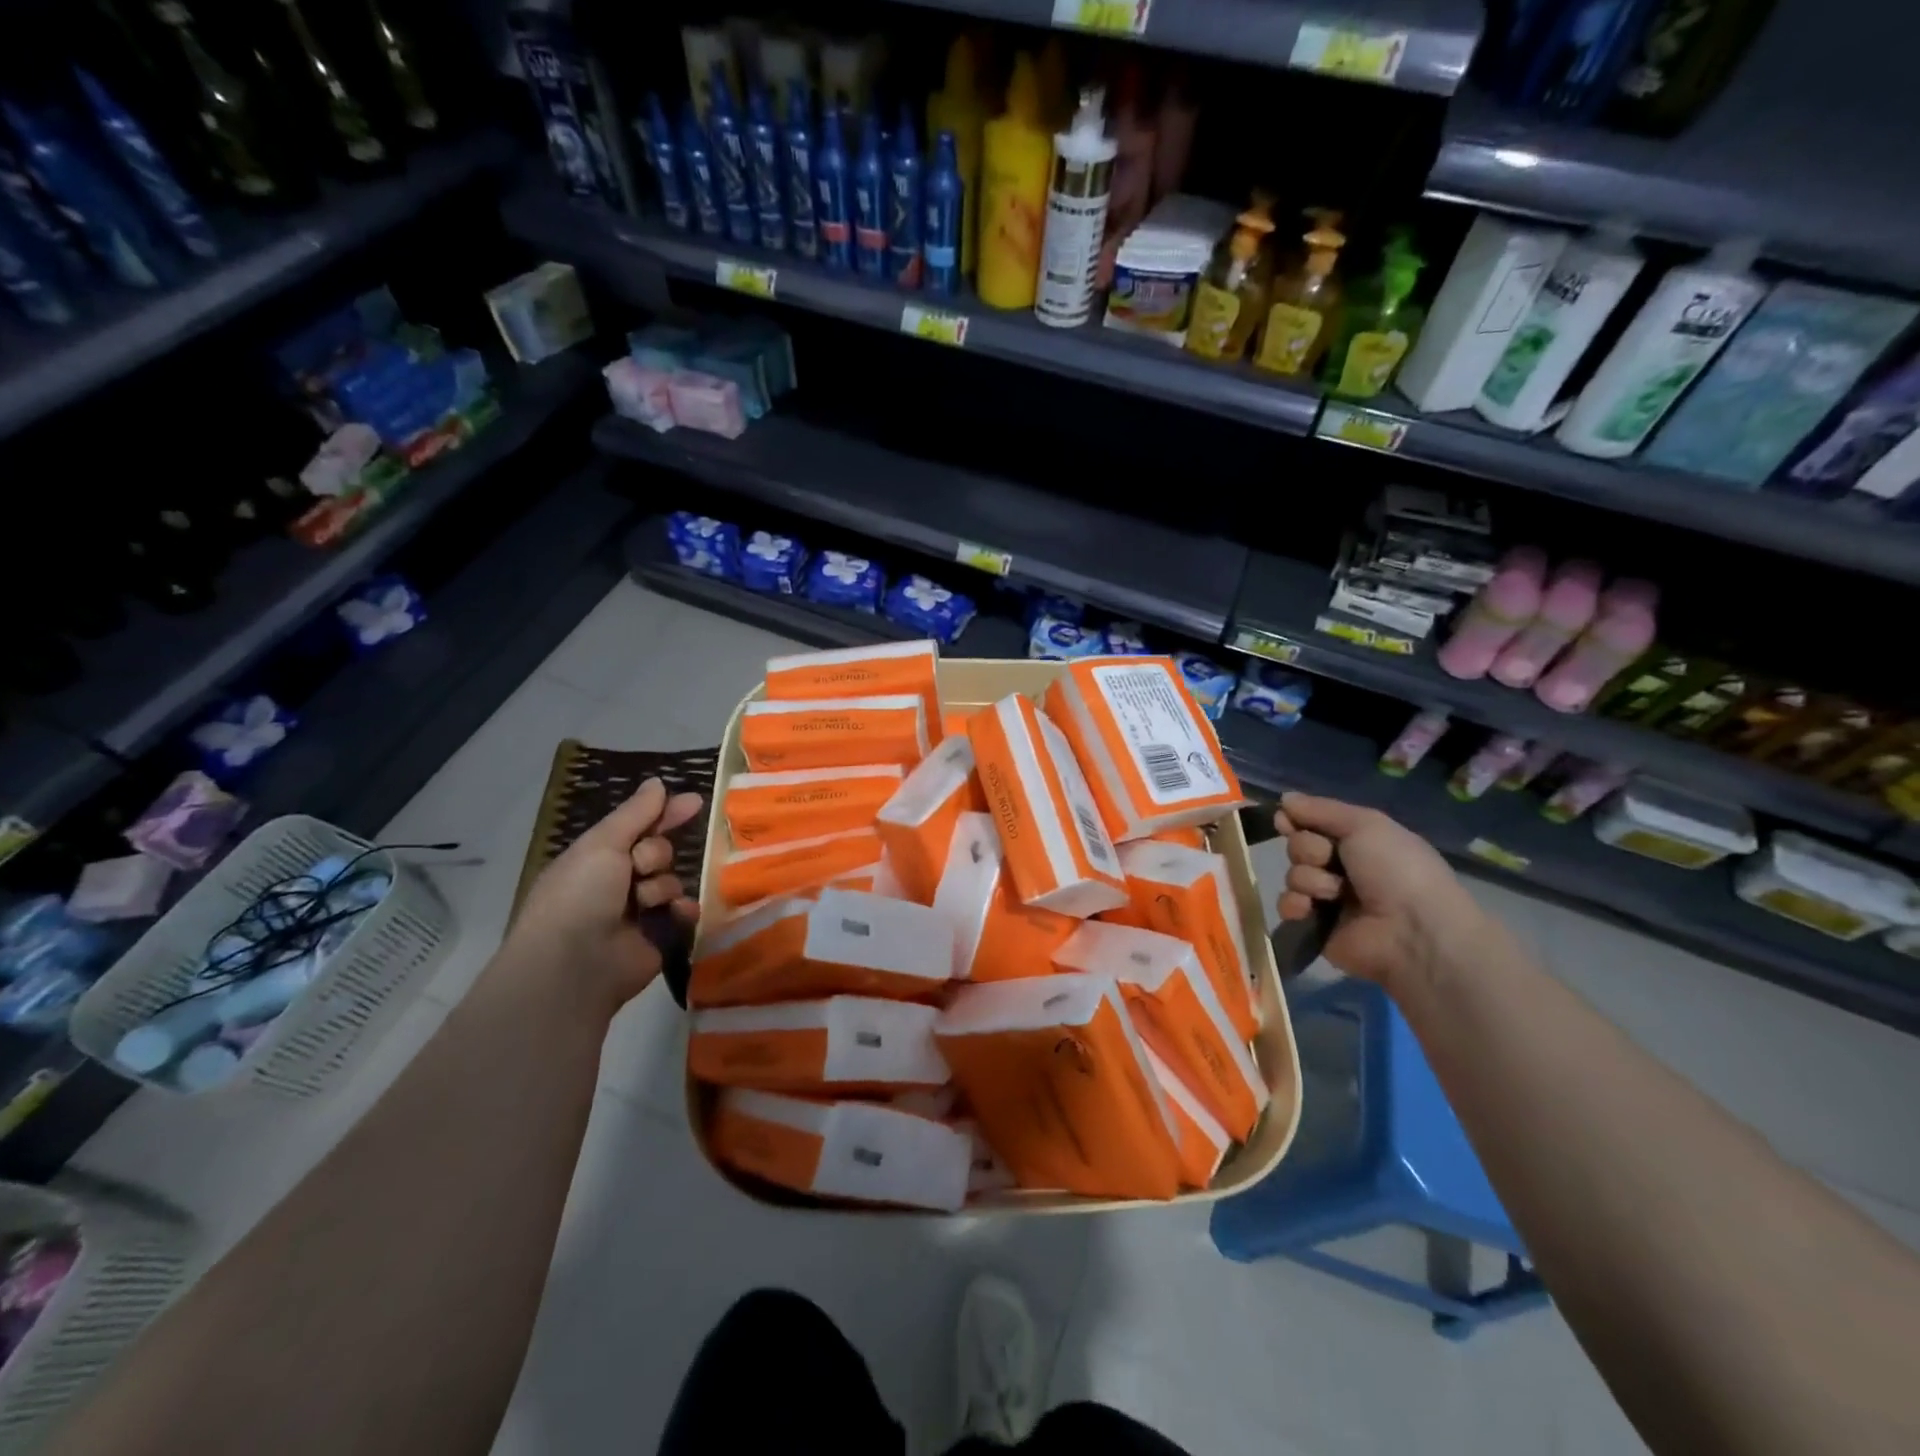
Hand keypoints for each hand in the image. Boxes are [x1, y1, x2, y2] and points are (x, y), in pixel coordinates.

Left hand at [502, 778, 702, 1013]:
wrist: (574, 965)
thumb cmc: (581, 895)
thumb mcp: (603, 843)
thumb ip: (636, 813)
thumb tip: (658, 782)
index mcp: (595, 858)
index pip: (637, 826)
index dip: (664, 814)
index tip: (695, 802)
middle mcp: (615, 883)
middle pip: (658, 851)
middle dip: (655, 855)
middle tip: (640, 867)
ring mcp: (636, 913)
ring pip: (671, 881)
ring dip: (663, 886)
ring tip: (646, 903)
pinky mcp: (657, 939)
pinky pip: (682, 914)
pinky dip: (682, 912)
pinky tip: (676, 913)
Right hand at [1274, 792, 1484, 994]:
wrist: (1411, 931)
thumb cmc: (1395, 869)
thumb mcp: (1365, 824)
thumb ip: (1321, 809)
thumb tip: (1284, 799)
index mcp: (1361, 842)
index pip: (1314, 823)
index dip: (1298, 820)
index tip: (1286, 820)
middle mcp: (1344, 868)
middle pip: (1299, 847)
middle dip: (1309, 850)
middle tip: (1329, 860)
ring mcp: (1329, 898)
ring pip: (1294, 875)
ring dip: (1309, 880)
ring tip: (1333, 894)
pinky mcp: (1316, 926)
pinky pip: (1288, 905)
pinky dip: (1296, 904)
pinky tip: (1311, 909)